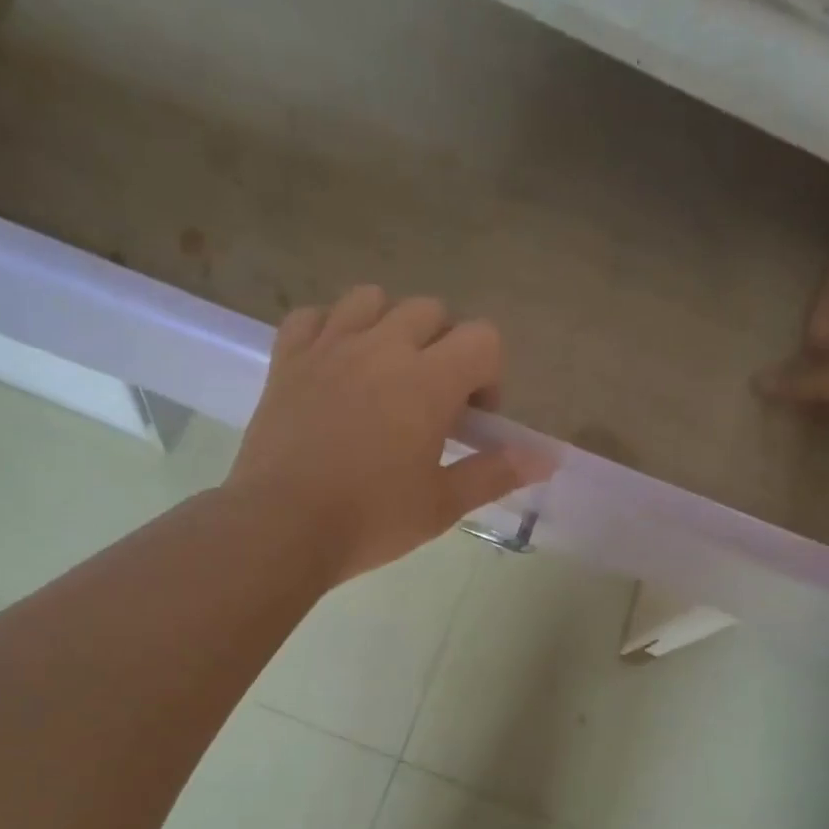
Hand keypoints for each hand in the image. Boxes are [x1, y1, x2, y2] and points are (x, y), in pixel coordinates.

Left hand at [228, 286, 548, 580]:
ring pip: (371, 299)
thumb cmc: (370, 520)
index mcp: (428, 380)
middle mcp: (382, 347)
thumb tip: (548, 458)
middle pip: (431, 311)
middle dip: (444, 348)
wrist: (281, 528)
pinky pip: (312, 317)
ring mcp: (330, 347)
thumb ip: (496, 472)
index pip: (483, 338)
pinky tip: (333, 365)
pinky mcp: (287, 360)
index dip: (490, 375)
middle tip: (432, 401)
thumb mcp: (443, 504)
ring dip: (389, 326)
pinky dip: (329, 330)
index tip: (473, 420)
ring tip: (384, 373)